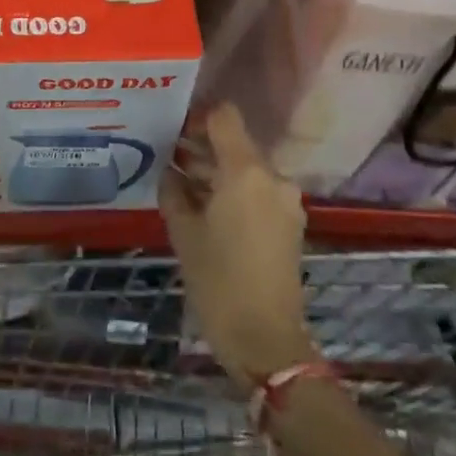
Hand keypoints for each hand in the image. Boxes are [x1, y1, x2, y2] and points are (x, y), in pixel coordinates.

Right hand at [161, 104, 317, 388]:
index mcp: (246, 172)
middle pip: (235, 144)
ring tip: (180, 182)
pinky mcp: (289, 223)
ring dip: (215, 170)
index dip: (197, 116)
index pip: (224, 117)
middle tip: (166, 155)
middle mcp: (272, 178)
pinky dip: (232, 191)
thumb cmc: (217, 281)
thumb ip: (173, 192)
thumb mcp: (183, 233)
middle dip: (201, 146)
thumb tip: (169, 172)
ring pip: (246, 169)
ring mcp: (285, 202)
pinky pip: (256, 192)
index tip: (171, 127)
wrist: (265, 339)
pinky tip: (204, 207)